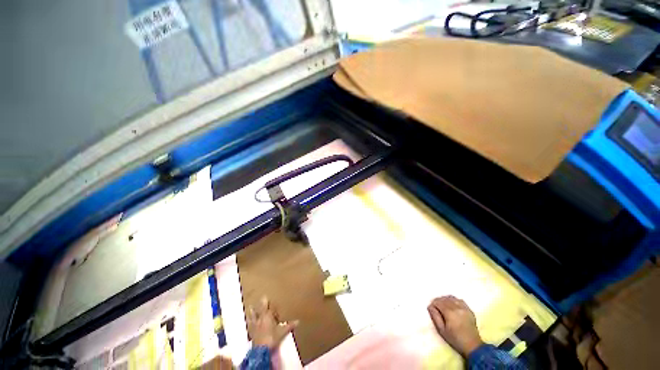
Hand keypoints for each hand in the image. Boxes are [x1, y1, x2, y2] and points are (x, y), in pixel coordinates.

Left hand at [247, 296, 297, 349]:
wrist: (260, 350)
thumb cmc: (272, 338)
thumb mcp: (282, 332)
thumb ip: (289, 326)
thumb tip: (298, 321)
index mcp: (268, 316)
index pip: (269, 307)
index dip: (271, 304)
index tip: (271, 298)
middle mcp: (261, 318)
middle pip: (261, 309)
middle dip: (262, 303)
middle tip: (263, 297)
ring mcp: (255, 325)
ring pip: (253, 316)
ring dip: (252, 311)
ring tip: (251, 306)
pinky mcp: (251, 332)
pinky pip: (250, 325)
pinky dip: (249, 322)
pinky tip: (248, 321)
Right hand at [427, 296, 483, 357]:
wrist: (472, 346)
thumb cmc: (455, 339)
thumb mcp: (441, 330)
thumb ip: (435, 317)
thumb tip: (430, 306)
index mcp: (449, 312)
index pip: (438, 302)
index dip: (433, 304)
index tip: (432, 308)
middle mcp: (457, 307)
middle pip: (444, 299)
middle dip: (438, 301)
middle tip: (436, 307)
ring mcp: (464, 308)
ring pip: (451, 298)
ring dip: (446, 299)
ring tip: (443, 305)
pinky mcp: (469, 310)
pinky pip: (459, 300)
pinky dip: (454, 300)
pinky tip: (452, 305)